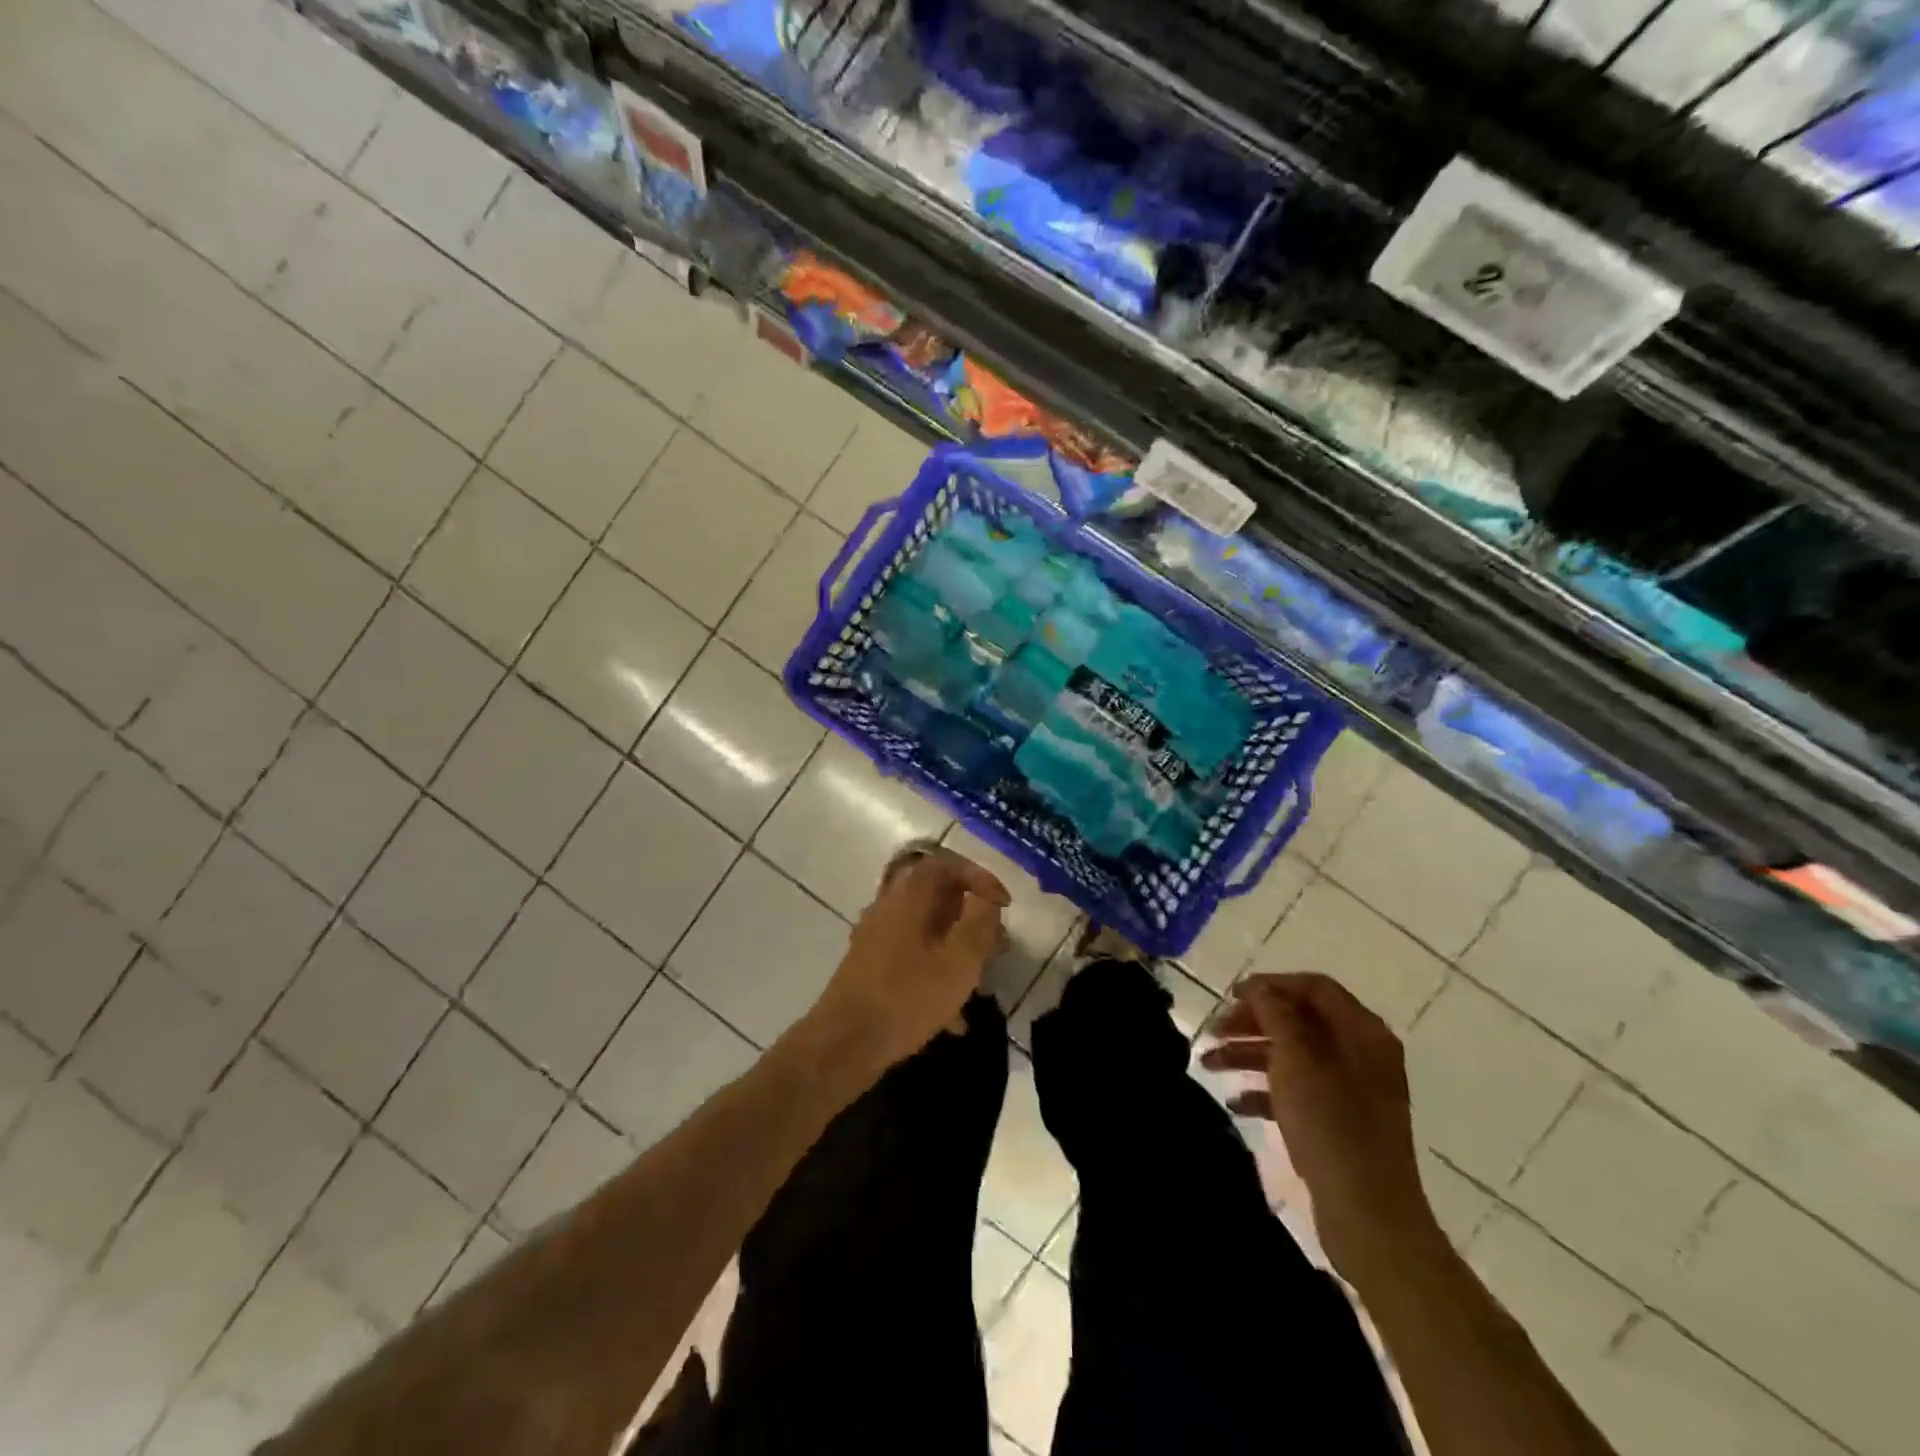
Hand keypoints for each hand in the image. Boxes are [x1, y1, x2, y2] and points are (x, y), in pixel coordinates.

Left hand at [813, 847, 1009, 1070]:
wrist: (845, 1043)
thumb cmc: (907, 996)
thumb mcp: (958, 961)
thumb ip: (979, 923)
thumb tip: (987, 900)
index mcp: (909, 896)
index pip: (948, 865)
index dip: (981, 878)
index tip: (1004, 905)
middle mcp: (889, 907)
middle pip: (938, 898)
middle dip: (972, 919)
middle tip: (996, 945)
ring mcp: (876, 937)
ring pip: (927, 931)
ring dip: (957, 950)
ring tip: (980, 983)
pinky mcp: (870, 966)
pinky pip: (912, 958)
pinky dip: (936, 975)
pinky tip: (953, 1019)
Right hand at [1202, 972, 1438, 1282]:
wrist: (1370, 1217)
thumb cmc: (1332, 1126)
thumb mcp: (1297, 1060)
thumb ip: (1276, 1015)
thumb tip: (1260, 988)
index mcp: (1362, 1033)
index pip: (1314, 988)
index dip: (1271, 985)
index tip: (1231, 995)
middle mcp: (1362, 1055)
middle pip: (1300, 1021)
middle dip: (1253, 1023)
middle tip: (1214, 1031)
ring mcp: (1352, 1091)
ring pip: (1294, 1057)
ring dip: (1250, 1055)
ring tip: (1208, 1065)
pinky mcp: (1340, 1124)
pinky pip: (1298, 1092)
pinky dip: (1266, 1090)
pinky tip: (1235, 1102)